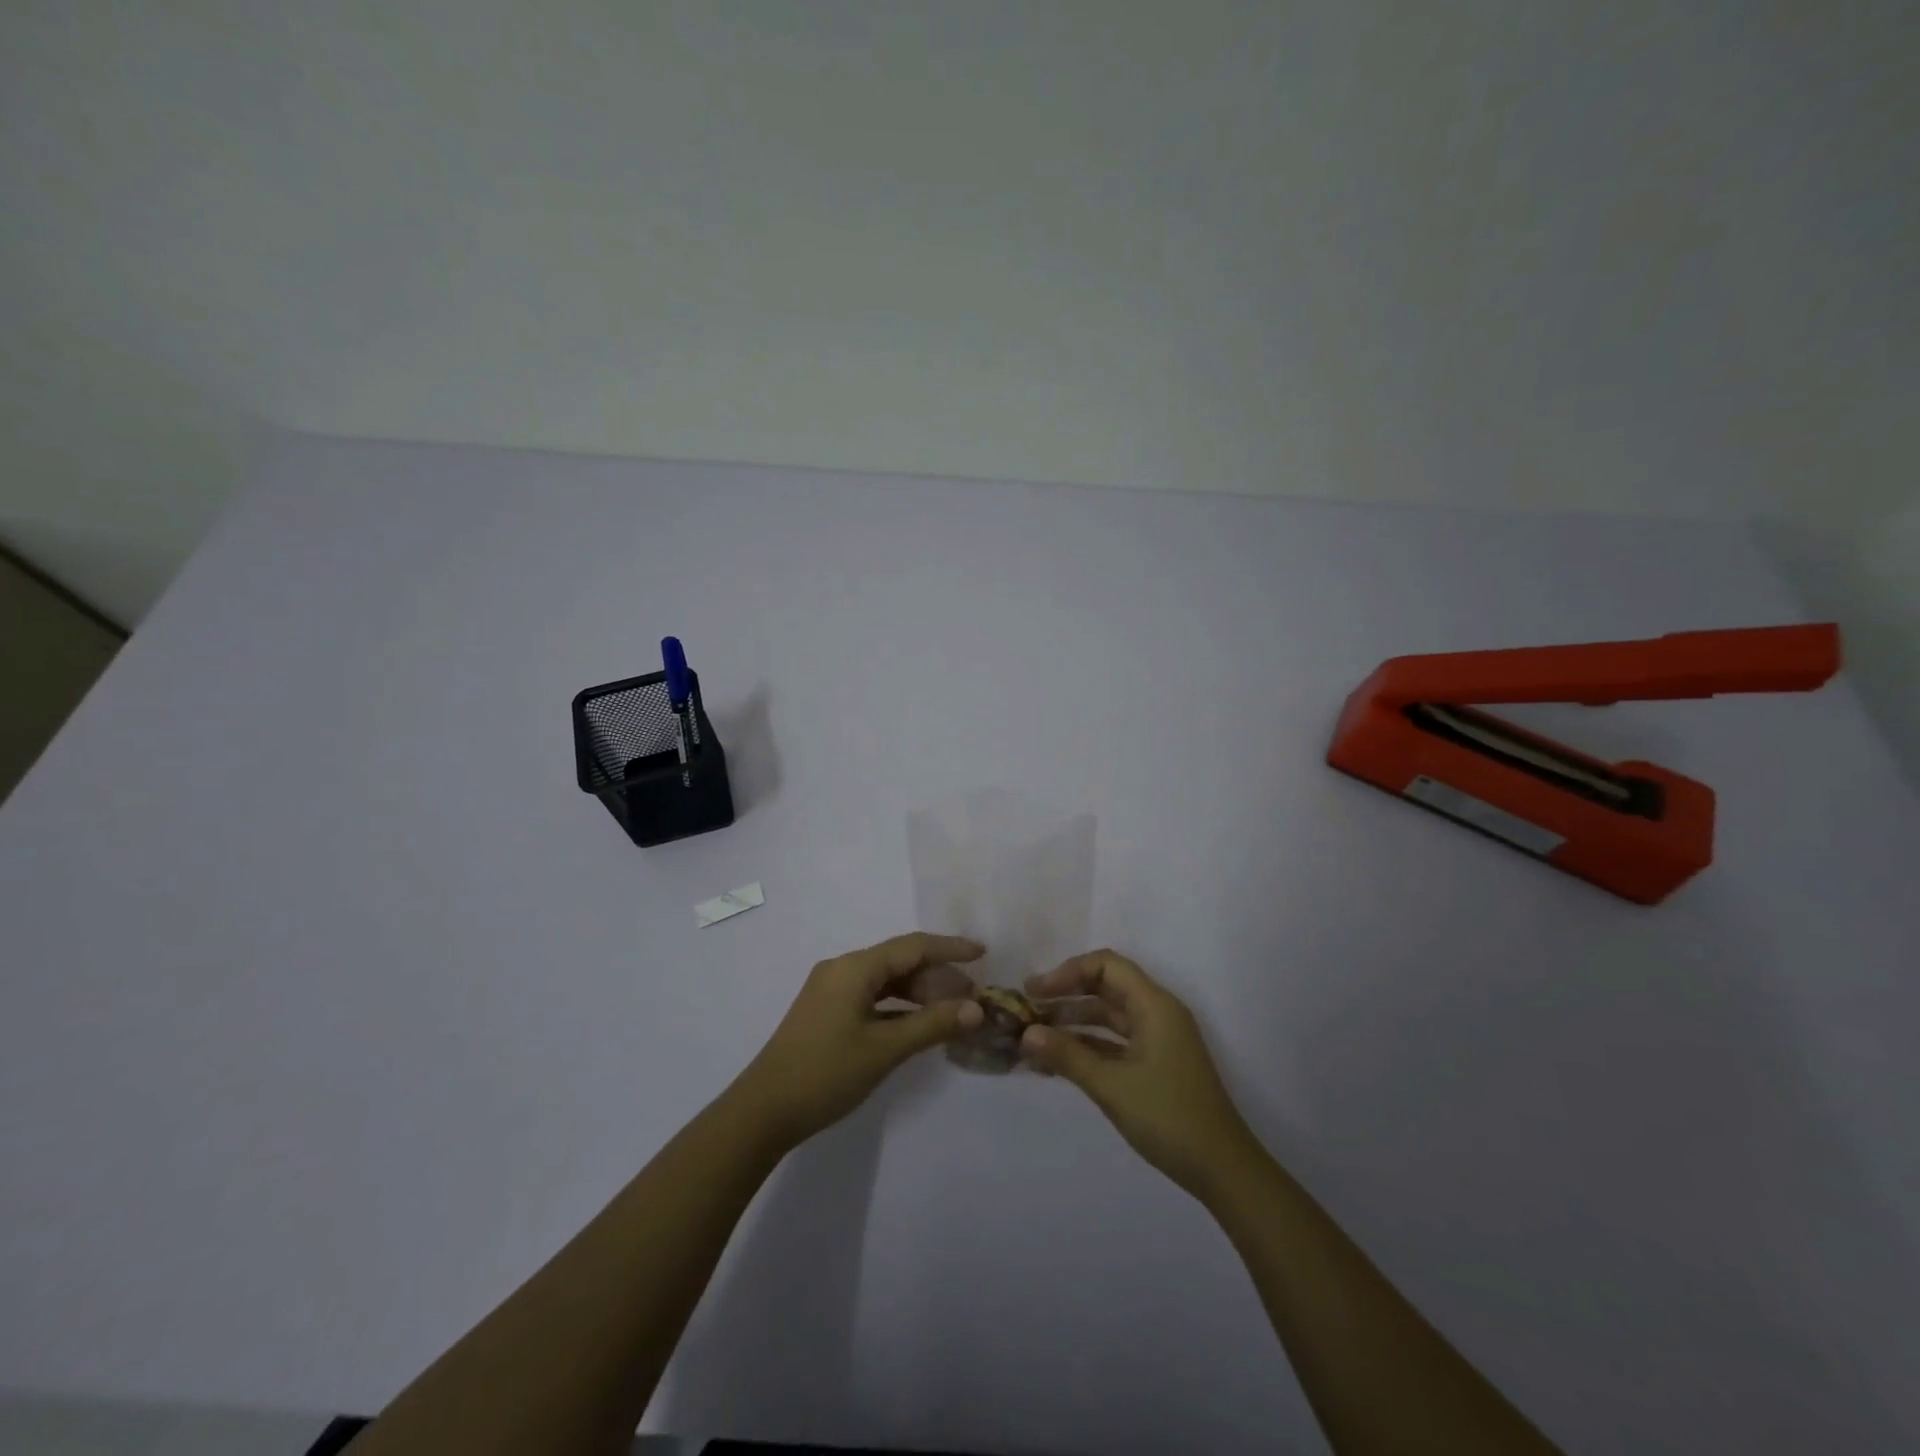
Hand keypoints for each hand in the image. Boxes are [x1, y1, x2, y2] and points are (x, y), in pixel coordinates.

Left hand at [736, 932, 985, 1149]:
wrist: (763, 1111)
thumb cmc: (826, 1072)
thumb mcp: (885, 1049)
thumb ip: (932, 1025)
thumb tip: (976, 1009)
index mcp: (854, 967)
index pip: (913, 946)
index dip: (950, 948)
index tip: (983, 953)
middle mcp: (842, 969)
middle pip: (899, 961)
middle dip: (937, 976)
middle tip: (971, 998)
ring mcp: (831, 991)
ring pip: (886, 981)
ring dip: (919, 993)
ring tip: (951, 1012)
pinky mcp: (827, 1012)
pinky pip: (872, 997)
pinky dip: (898, 1007)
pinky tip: (917, 1024)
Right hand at [1021, 949, 1258, 1197]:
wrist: (1223, 1169)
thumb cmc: (1168, 1117)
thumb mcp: (1111, 1086)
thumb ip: (1067, 1055)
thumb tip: (1026, 1034)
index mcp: (1154, 1005)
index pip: (1106, 966)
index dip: (1068, 972)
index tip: (1035, 992)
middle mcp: (1157, 1013)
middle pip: (1106, 987)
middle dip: (1066, 996)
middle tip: (1027, 1010)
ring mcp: (1158, 1039)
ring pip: (1109, 1016)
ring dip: (1074, 1023)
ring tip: (1035, 1037)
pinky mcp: (1157, 1064)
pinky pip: (1116, 1042)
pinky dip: (1088, 1046)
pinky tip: (1058, 1062)